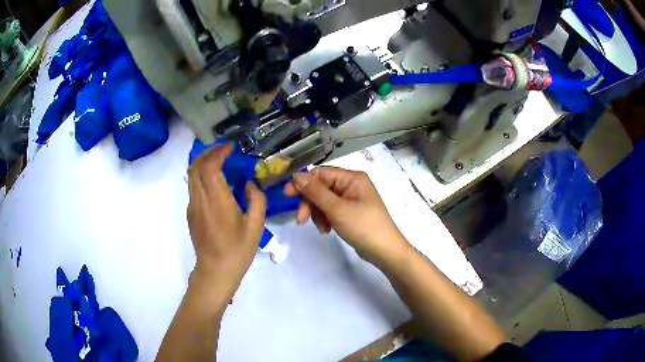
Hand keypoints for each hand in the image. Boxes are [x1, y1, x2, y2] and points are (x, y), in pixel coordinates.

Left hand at [187, 144, 266, 299]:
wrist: (215, 270)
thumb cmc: (237, 251)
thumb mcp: (256, 227)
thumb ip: (256, 200)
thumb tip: (249, 185)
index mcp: (217, 201)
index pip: (210, 166)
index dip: (219, 152)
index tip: (231, 148)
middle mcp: (200, 199)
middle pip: (196, 165)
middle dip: (209, 153)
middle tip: (224, 151)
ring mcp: (192, 206)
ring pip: (191, 174)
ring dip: (203, 163)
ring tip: (219, 162)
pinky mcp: (190, 213)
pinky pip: (193, 186)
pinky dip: (201, 175)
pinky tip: (215, 182)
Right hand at [285, 167, 410, 267]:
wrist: (385, 251)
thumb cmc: (364, 227)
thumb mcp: (337, 209)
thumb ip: (316, 192)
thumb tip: (297, 175)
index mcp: (352, 178)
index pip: (321, 173)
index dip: (303, 183)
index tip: (287, 196)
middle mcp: (352, 185)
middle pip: (321, 188)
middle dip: (310, 203)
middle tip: (301, 220)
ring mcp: (352, 199)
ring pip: (324, 201)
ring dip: (317, 213)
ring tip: (322, 228)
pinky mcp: (350, 212)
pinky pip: (331, 210)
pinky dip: (325, 219)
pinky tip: (327, 230)